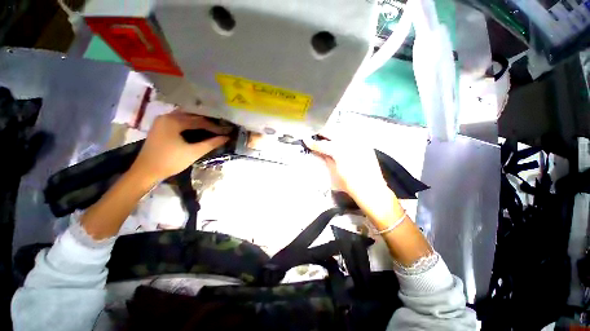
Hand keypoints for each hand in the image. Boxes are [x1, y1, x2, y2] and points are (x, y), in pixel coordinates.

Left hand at [129, 110, 229, 183]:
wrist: (146, 171)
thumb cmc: (170, 161)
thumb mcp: (193, 153)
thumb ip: (211, 144)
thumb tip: (226, 138)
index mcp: (173, 121)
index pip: (200, 121)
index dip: (215, 127)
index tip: (226, 132)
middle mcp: (167, 116)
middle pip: (193, 117)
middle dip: (208, 123)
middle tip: (221, 130)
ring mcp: (162, 120)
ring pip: (186, 118)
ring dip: (199, 123)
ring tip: (212, 129)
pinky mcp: (160, 126)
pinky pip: (179, 121)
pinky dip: (190, 124)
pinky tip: (198, 129)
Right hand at [306, 138, 400, 221]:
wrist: (371, 189)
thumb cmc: (350, 184)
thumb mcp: (334, 172)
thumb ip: (326, 159)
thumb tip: (320, 151)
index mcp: (339, 151)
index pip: (322, 144)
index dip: (313, 143)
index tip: (305, 140)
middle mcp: (349, 142)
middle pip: (333, 132)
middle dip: (323, 133)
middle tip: (316, 135)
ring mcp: (359, 142)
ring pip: (343, 131)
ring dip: (334, 132)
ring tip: (327, 136)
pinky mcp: (366, 145)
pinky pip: (353, 136)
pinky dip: (345, 136)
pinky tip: (341, 139)